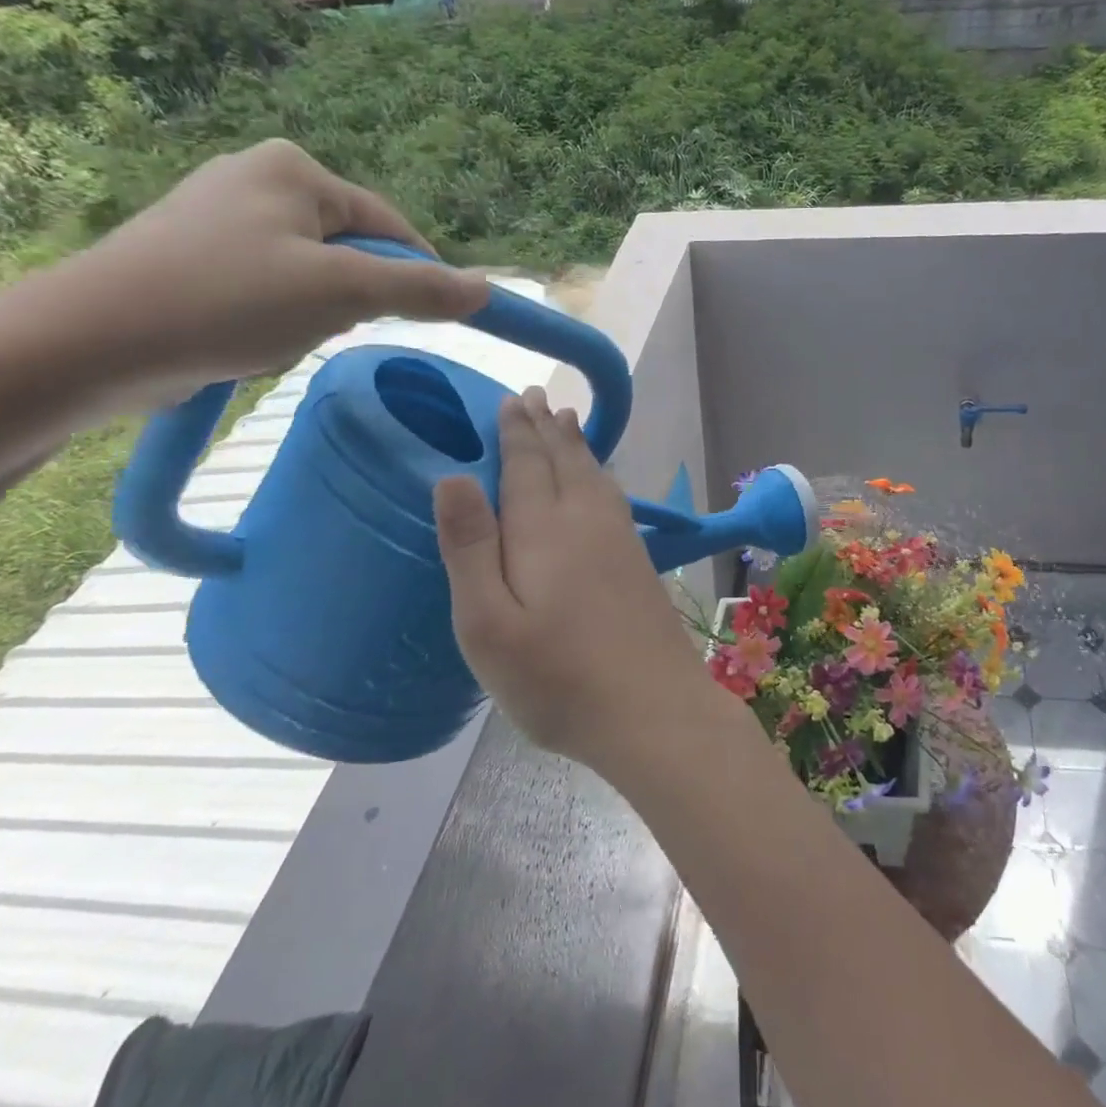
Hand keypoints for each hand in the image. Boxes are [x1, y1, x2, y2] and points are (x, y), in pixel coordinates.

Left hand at [23, 139, 490, 411]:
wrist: (91, 341)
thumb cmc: (228, 301)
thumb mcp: (341, 293)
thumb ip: (420, 289)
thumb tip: (485, 289)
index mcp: (294, 169)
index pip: (390, 226)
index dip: (418, 276)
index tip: (428, 321)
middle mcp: (257, 176)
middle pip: (352, 248)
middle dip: (353, 297)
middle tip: (327, 327)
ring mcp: (220, 213)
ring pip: (314, 271)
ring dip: (316, 311)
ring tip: (279, 334)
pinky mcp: (194, 252)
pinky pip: (272, 284)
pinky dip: (278, 315)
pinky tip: (250, 336)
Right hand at [433, 387, 717, 770]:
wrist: (653, 709)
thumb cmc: (557, 677)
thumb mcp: (487, 624)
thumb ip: (471, 547)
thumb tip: (452, 476)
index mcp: (544, 530)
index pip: (526, 465)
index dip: (516, 431)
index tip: (512, 399)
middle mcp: (586, 522)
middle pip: (564, 461)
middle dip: (546, 428)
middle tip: (537, 397)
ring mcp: (621, 541)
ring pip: (594, 476)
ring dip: (577, 446)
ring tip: (567, 423)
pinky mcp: (640, 564)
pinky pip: (614, 498)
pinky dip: (601, 475)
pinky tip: (601, 483)